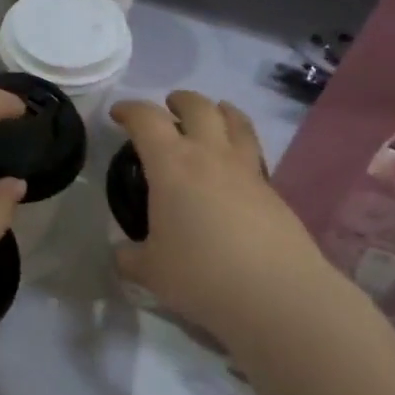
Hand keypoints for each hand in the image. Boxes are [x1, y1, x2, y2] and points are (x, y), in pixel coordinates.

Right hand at [112, 92, 339, 346]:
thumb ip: (130, 257)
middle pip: (198, 107)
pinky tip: (233, 165)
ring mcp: (246, 169)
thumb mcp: (150, 271)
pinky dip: (239, 142)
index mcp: (172, 164)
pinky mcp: (272, 189)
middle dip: (179, 101)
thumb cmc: (200, 275)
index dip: (130, 110)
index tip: (119, 114)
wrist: (275, 293)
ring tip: (211, 115)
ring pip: (235, 120)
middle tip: (169, 108)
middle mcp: (210, 155)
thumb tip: (122, 253)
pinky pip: (252, 150)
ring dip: (218, 110)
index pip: (147, 120)